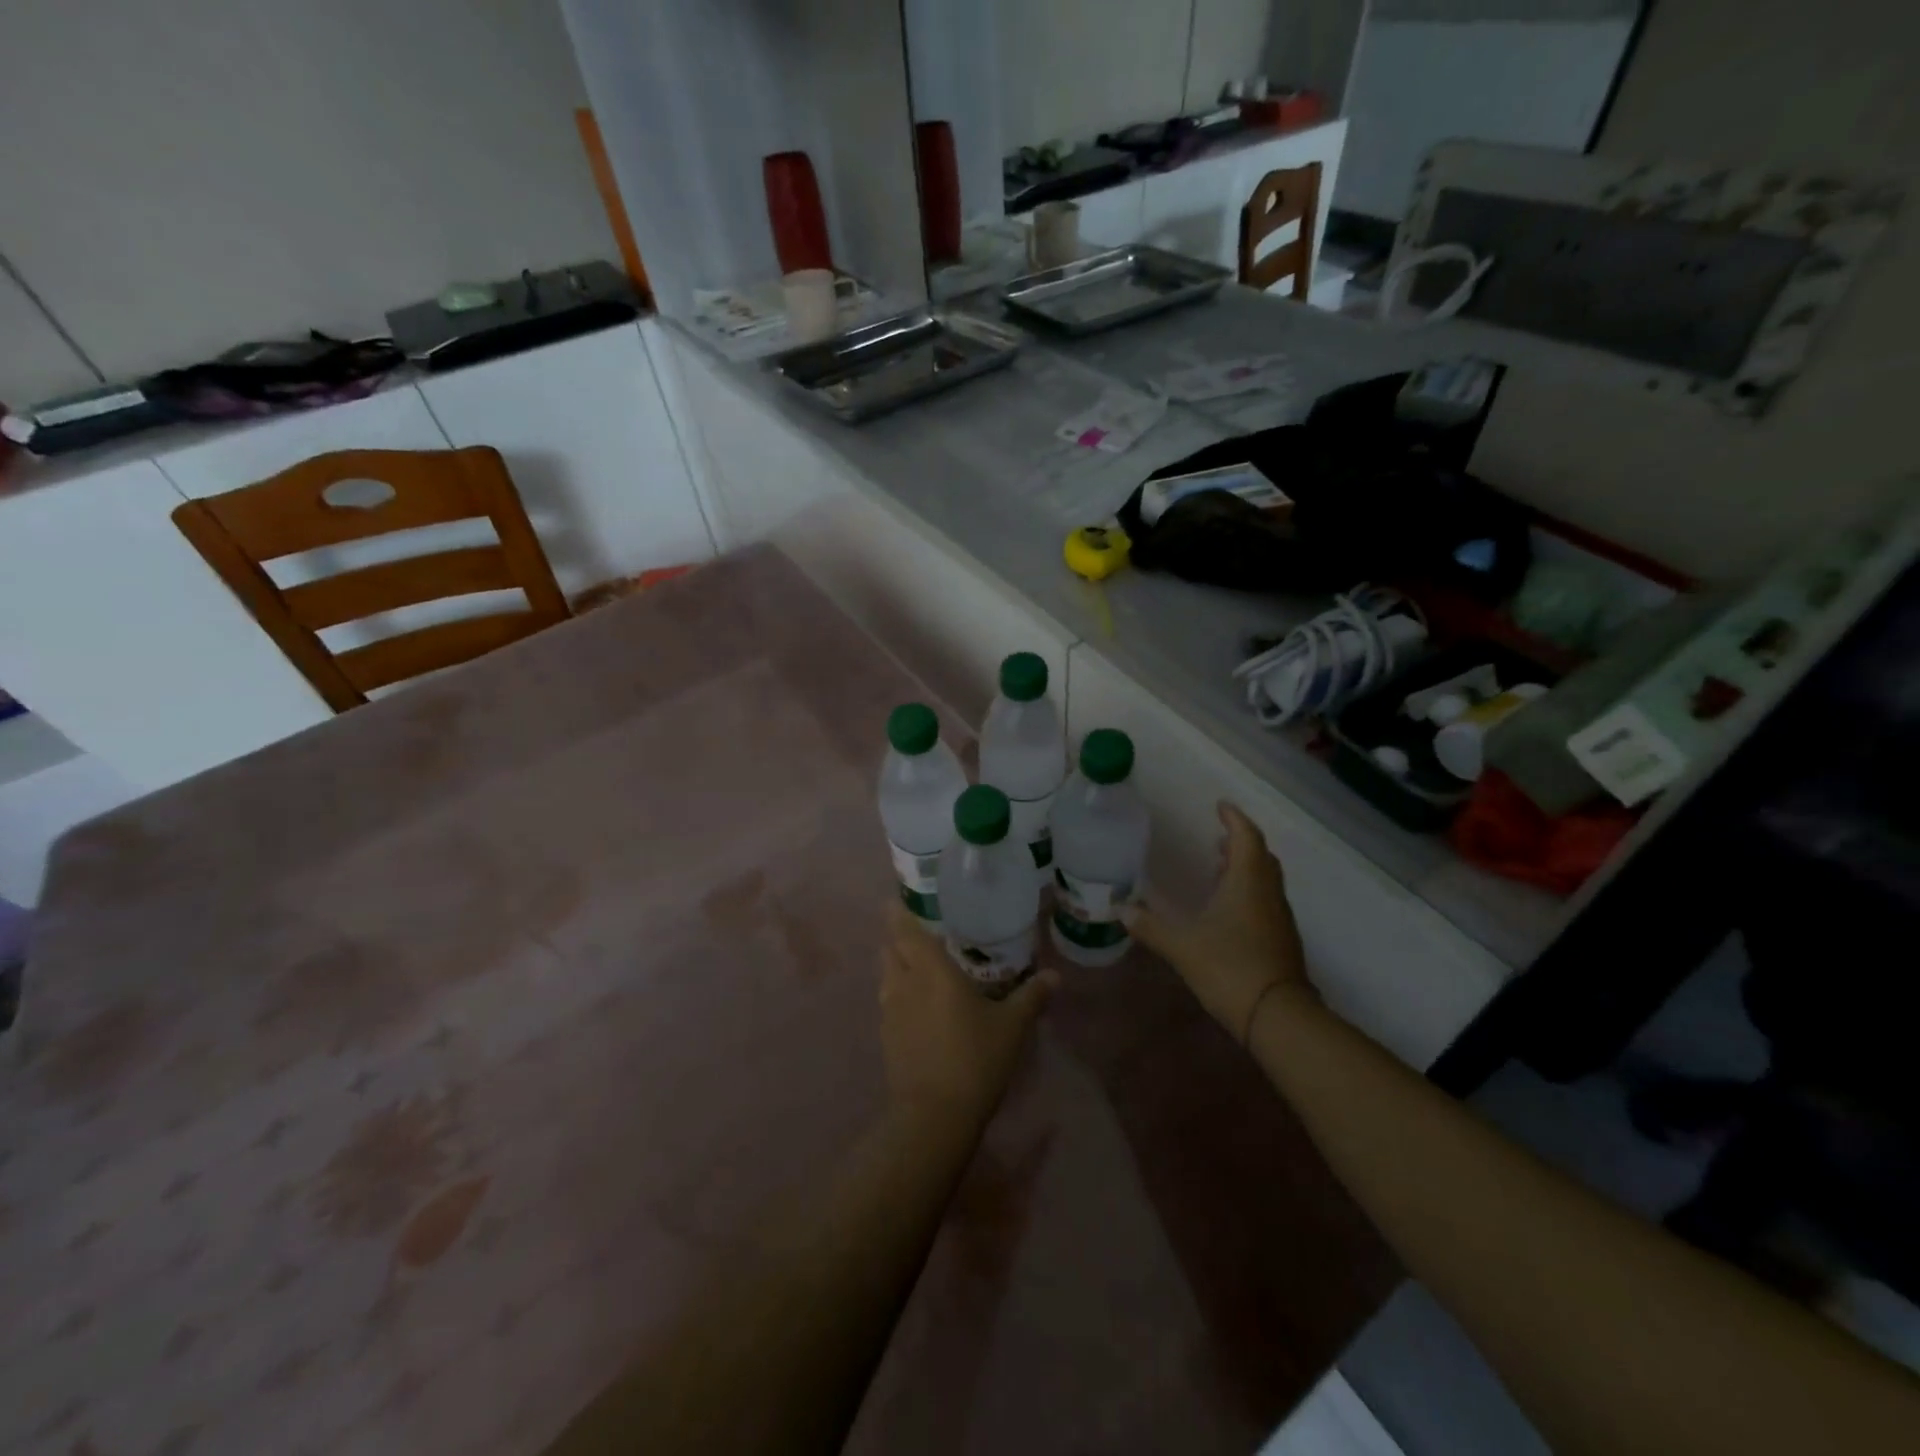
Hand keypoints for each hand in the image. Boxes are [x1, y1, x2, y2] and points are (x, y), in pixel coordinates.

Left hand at [880, 902, 1053, 1129]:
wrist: (934, 1115)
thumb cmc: (975, 1059)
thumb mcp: (1012, 1026)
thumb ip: (1031, 996)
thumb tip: (1054, 975)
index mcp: (931, 970)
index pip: (906, 929)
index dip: (898, 912)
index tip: (897, 899)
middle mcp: (904, 982)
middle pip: (890, 948)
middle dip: (897, 936)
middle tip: (918, 931)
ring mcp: (889, 1011)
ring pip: (885, 974)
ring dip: (896, 964)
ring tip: (916, 964)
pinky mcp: (885, 1037)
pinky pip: (887, 1002)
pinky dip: (897, 993)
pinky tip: (915, 1004)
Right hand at [1129, 802, 1315, 1044]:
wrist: (1278, 1016)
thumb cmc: (1230, 968)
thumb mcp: (1182, 946)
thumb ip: (1150, 926)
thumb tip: (1120, 910)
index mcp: (1247, 882)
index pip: (1246, 837)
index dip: (1234, 818)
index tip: (1220, 806)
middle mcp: (1268, 892)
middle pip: (1260, 856)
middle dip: (1240, 842)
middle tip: (1217, 837)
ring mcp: (1279, 917)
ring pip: (1265, 879)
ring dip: (1245, 867)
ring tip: (1219, 867)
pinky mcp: (1281, 939)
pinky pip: (1265, 900)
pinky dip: (1248, 891)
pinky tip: (1227, 908)